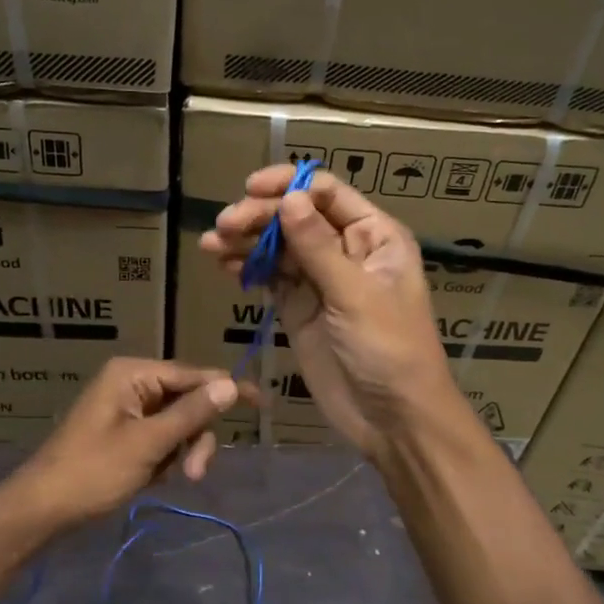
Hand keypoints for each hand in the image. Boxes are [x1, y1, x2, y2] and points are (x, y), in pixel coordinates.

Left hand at [5, 359, 250, 528]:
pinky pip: (163, 439)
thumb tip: (231, 384)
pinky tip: (154, 479)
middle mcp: (133, 384)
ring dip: (183, 452)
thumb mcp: (148, 444)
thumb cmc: (92, 472)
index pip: (194, 375)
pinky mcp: (126, 434)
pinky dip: (167, 459)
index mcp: (133, 374)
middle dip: (195, 437)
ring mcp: (129, 410)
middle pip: (189, 402)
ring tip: (173, 480)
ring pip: (179, 424)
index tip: (263, 404)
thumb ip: (191, 413)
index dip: (228, 389)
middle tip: (193, 473)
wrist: (42, 510)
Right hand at [200, 166, 457, 461]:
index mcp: (374, 236)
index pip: (328, 193)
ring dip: (246, 239)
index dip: (290, 184)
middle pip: (297, 216)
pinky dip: (247, 266)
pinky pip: (270, 277)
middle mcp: (346, 249)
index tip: (252, 188)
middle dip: (260, 216)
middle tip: (224, 226)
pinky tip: (223, 262)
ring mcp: (320, 279)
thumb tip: (289, 197)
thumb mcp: (356, 294)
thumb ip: (318, 247)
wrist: (392, 418)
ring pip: (279, 246)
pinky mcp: (298, 307)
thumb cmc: (389, 349)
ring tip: (211, 243)